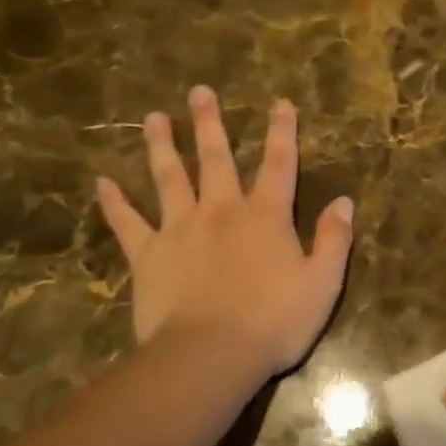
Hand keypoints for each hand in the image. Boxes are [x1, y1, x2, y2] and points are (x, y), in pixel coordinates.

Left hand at [96, 86, 354, 379]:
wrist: (212, 354)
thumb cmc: (274, 321)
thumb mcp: (323, 283)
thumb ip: (334, 240)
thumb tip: (344, 202)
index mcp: (266, 216)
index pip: (279, 164)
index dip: (282, 132)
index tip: (280, 102)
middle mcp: (221, 211)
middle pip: (215, 159)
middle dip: (210, 124)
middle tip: (199, 91)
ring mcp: (180, 229)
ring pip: (169, 177)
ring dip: (162, 146)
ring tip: (154, 117)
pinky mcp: (148, 255)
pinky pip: (128, 223)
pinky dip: (115, 203)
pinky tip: (102, 182)